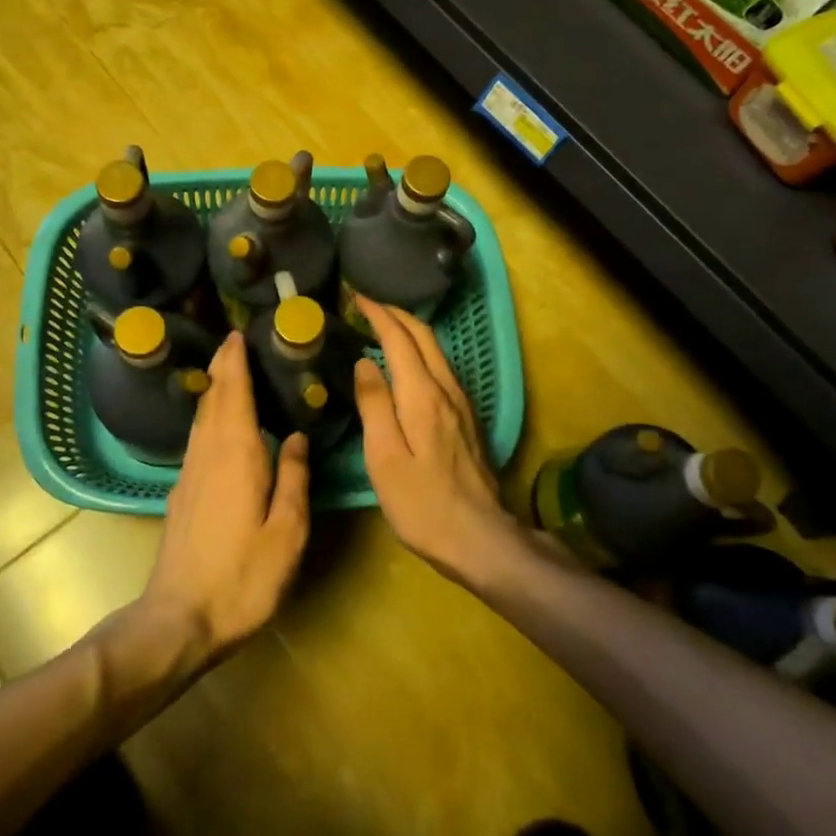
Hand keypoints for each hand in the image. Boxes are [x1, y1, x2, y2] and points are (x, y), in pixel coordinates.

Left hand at [139, 332, 309, 671]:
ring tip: (228, 372)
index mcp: (237, 454)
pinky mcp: (181, 493)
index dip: (235, 362)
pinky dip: (208, 417)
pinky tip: (217, 425)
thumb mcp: (286, 532)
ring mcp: (190, 473)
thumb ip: (295, 479)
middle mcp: (208, 454)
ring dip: (214, 390)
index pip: (234, 394)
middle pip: (214, 399)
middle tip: (234, 341)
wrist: (179, 618)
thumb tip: (298, 436)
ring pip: (201, 418)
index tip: (238, 334)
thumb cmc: (242, 576)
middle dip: (223, 368)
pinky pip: (197, 438)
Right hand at [353, 300, 518, 582]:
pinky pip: (442, 369)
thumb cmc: (421, 502)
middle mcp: (447, 390)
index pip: (400, 338)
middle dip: (396, 315)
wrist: (479, 537)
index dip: (378, 314)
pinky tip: (409, 364)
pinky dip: (421, 352)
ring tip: (383, 327)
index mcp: (422, 395)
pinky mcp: (467, 419)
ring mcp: (462, 404)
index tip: (356, 298)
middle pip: (424, 337)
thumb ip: (374, 404)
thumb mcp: (385, 457)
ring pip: (436, 351)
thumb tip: (365, 362)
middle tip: (368, 305)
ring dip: (410, 331)